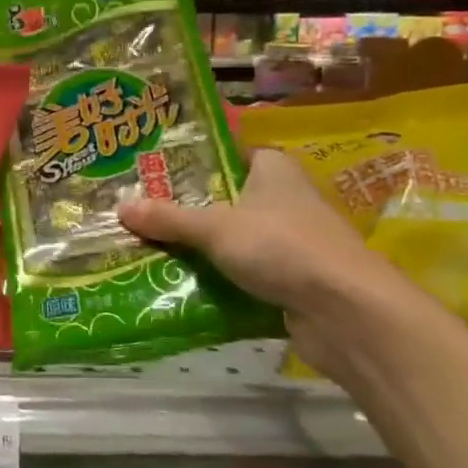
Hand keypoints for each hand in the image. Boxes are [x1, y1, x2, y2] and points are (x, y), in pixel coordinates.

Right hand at [118, 147, 392, 314]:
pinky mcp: (291, 279)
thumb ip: (168, 218)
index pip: (227, 153)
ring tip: (148, 247)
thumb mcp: (215, 228)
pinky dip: (217, 278)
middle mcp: (284, 198)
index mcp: (273, 169)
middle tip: (139, 212)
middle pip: (224, 198)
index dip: (191, 160)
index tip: (151, 169)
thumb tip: (120, 207)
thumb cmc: (283, 247)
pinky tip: (180, 283)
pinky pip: (243, 272)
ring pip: (232, 238)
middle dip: (185, 208)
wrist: (347, 313)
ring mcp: (291, 241)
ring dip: (199, 247)